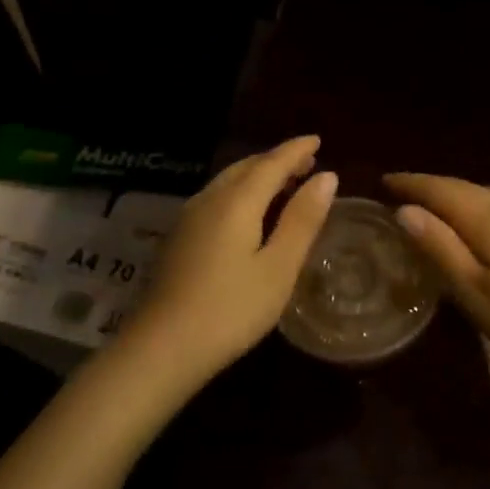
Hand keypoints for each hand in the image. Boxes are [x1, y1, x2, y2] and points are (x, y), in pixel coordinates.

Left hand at [126, 136, 336, 382]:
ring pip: (228, 182)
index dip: (296, 150)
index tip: (318, 139)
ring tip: (284, 184)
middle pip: (246, 167)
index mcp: (236, 202)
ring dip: (257, 176)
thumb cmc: (231, 310)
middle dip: (277, 161)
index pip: (271, 163)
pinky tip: (250, 214)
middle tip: (306, 163)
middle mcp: (208, 200)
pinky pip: (216, 199)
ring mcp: (188, 219)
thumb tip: (327, 176)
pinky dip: (241, 193)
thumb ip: (302, 220)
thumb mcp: (279, 268)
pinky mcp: (179, 239)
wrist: (162, 348)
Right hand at [385, 173, 489, 378]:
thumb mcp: (476, 291)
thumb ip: (441, 249)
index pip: (441, 190)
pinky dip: (477, 205)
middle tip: (401, 192)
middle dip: (430, 186)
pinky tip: (480, 222)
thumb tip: (405, 211)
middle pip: (463, 188)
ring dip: (455, 193)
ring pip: (485, 194)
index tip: (383, 181)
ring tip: (434, 204)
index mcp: (487, 219)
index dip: (411, 184)